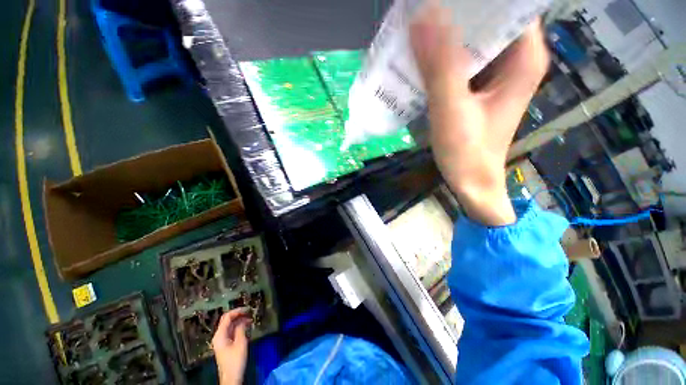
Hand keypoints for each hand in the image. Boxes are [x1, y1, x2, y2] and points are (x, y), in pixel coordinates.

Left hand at [212, 308, 251, 384]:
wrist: (231, 377)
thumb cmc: (235, 360)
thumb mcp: (240, 343)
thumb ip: (241, 329)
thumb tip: (243, 320)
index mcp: (220, 335)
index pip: (227, 317)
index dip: (237, 311)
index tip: (247, 309)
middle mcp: (219, 336)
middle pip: (227, 320)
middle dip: (238, 315)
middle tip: (250, 312)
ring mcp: (222, 340)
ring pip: (230, 325)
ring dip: (240, 321)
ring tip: (250, 319)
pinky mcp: (226, 344)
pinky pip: (232, 331)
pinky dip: (239, 327)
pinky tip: (246, 327)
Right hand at [410, 4, 548, 225]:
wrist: (471, 182)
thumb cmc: (467, 152)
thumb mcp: (451, 108)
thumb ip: (439, 65)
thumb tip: (422, 15)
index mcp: (522, 57)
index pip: (509, 5)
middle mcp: (514, 60)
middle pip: (490, 19)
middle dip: (458, 11)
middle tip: (424, 8)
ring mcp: (496, 75)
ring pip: (474, 40)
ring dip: (447, 33)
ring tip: (419, 27)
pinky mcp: (479, 88)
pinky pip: (462, 61)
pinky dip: (443, 56)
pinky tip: (423, 57)